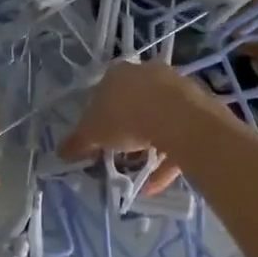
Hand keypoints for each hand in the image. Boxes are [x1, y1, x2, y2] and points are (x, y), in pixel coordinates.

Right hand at [59, 61, 206, 193]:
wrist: (179, 120)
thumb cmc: (126, 119)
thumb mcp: (92, 134)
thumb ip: (76, 143)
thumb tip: (60, 152)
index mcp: (118, 73)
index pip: (102, 92)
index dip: (98, 115)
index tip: (98, 137)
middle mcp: (147, 73)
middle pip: (132, 102)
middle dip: (126, 127)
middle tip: (118, 151)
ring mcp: (175, 87)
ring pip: (158, 117)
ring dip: (149, 143)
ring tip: (139, 169)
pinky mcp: (197, 106)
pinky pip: (178, 134)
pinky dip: (167, 158)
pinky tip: (156, 183)